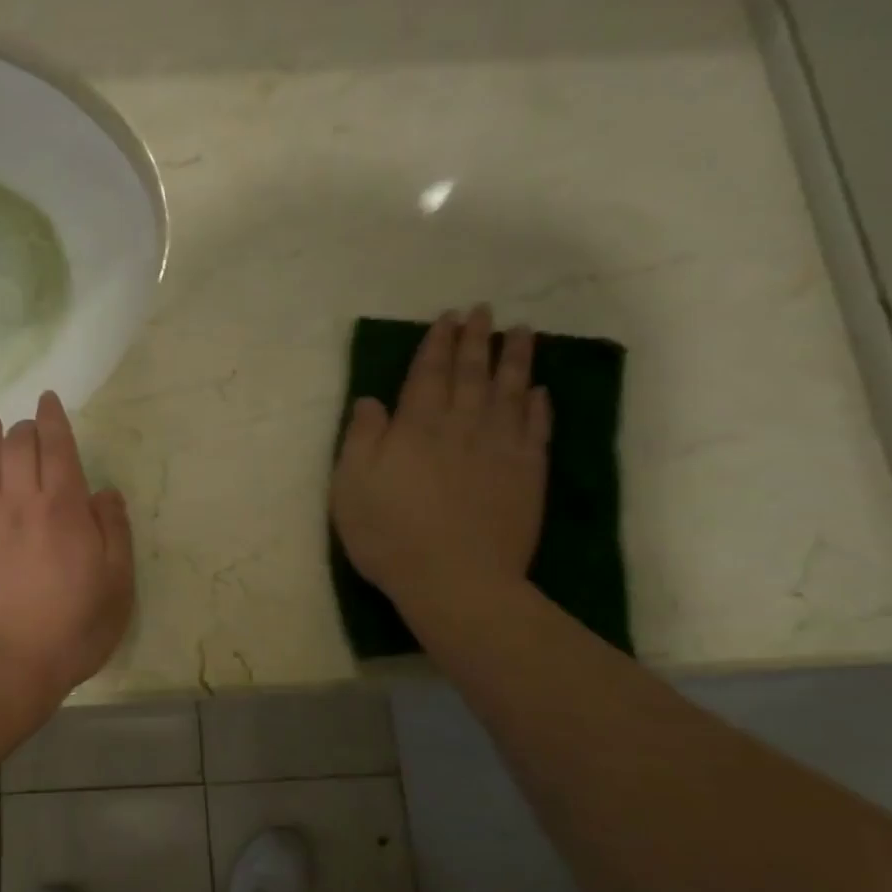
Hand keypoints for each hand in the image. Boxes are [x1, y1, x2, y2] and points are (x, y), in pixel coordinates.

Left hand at [0, 391, 134, 704]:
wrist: (4, 665)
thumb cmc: (71, 629)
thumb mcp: (116, 585)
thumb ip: (114, 531)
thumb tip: (105, 492)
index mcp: (63, 508)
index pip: (57, 447)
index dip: (53, 419)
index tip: (49, 401)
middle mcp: (18, 501)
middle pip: (18, 446)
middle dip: (25, 427)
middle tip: (27, 425)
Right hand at [330, 305, 550, 619]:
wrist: (455, 580)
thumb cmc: (390, 535)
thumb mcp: (351, 487)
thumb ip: (361, 439)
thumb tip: (371, 400)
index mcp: (417, 426)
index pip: (428, 373)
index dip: (437, 344)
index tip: (447, 318)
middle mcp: (462, 425)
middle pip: (471, 373)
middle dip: (475, 339)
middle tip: (483, 311)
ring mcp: (500, 448)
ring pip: (510, 390)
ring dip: (515, 358)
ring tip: (522, 331)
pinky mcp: (527, 474)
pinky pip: (536, 428)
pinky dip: (538, 404)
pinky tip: (539, 390)